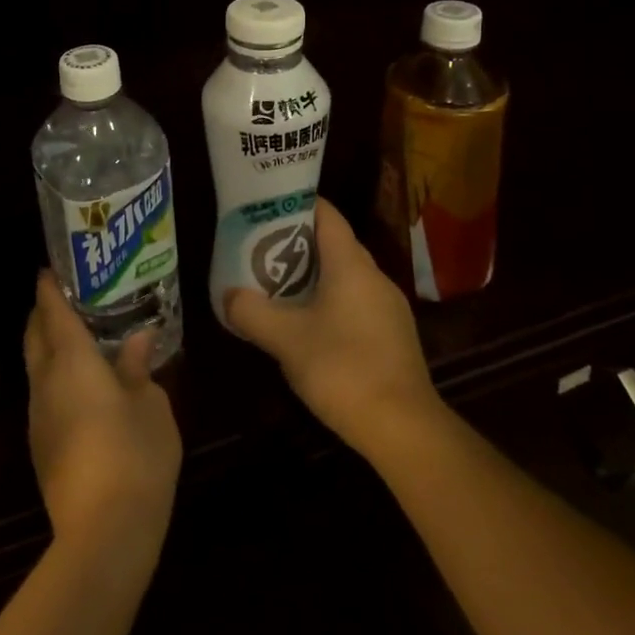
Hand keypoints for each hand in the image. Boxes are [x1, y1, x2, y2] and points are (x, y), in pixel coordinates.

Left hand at [23, 272, 181, 566]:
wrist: (103, 533)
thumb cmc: (134, 455)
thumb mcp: (151, 405)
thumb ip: (138, 367)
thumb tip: (138, 338)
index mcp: (72, 361)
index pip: (53, 312)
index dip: (49, 287)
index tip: (49, 269)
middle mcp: (46, 381)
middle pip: (34, 335)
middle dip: (42, 313)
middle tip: (65, 298)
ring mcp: (39, 417)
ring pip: (36, 367)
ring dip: (48, 347)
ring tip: (77, 337)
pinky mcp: (41, 446)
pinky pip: (43, 394)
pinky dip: (55, 376)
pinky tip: (81, 385)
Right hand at [224, 195, 446, 458]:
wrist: (404, 429)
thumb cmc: (343, 368)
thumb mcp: (285, 339)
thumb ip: (252, 312)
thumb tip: (229, 295)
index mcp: (351, 265)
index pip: (327, 215)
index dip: (297, 205)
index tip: (266, 209)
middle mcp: (374, 276)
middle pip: (334, 244)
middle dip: (297, 243)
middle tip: (261, 250)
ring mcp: (389, 307)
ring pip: (345, 276)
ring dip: (313, 276)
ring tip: (278, 286)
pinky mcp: (393, 335)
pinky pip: (356, 302)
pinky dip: (330, 301)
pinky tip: (309, 326)